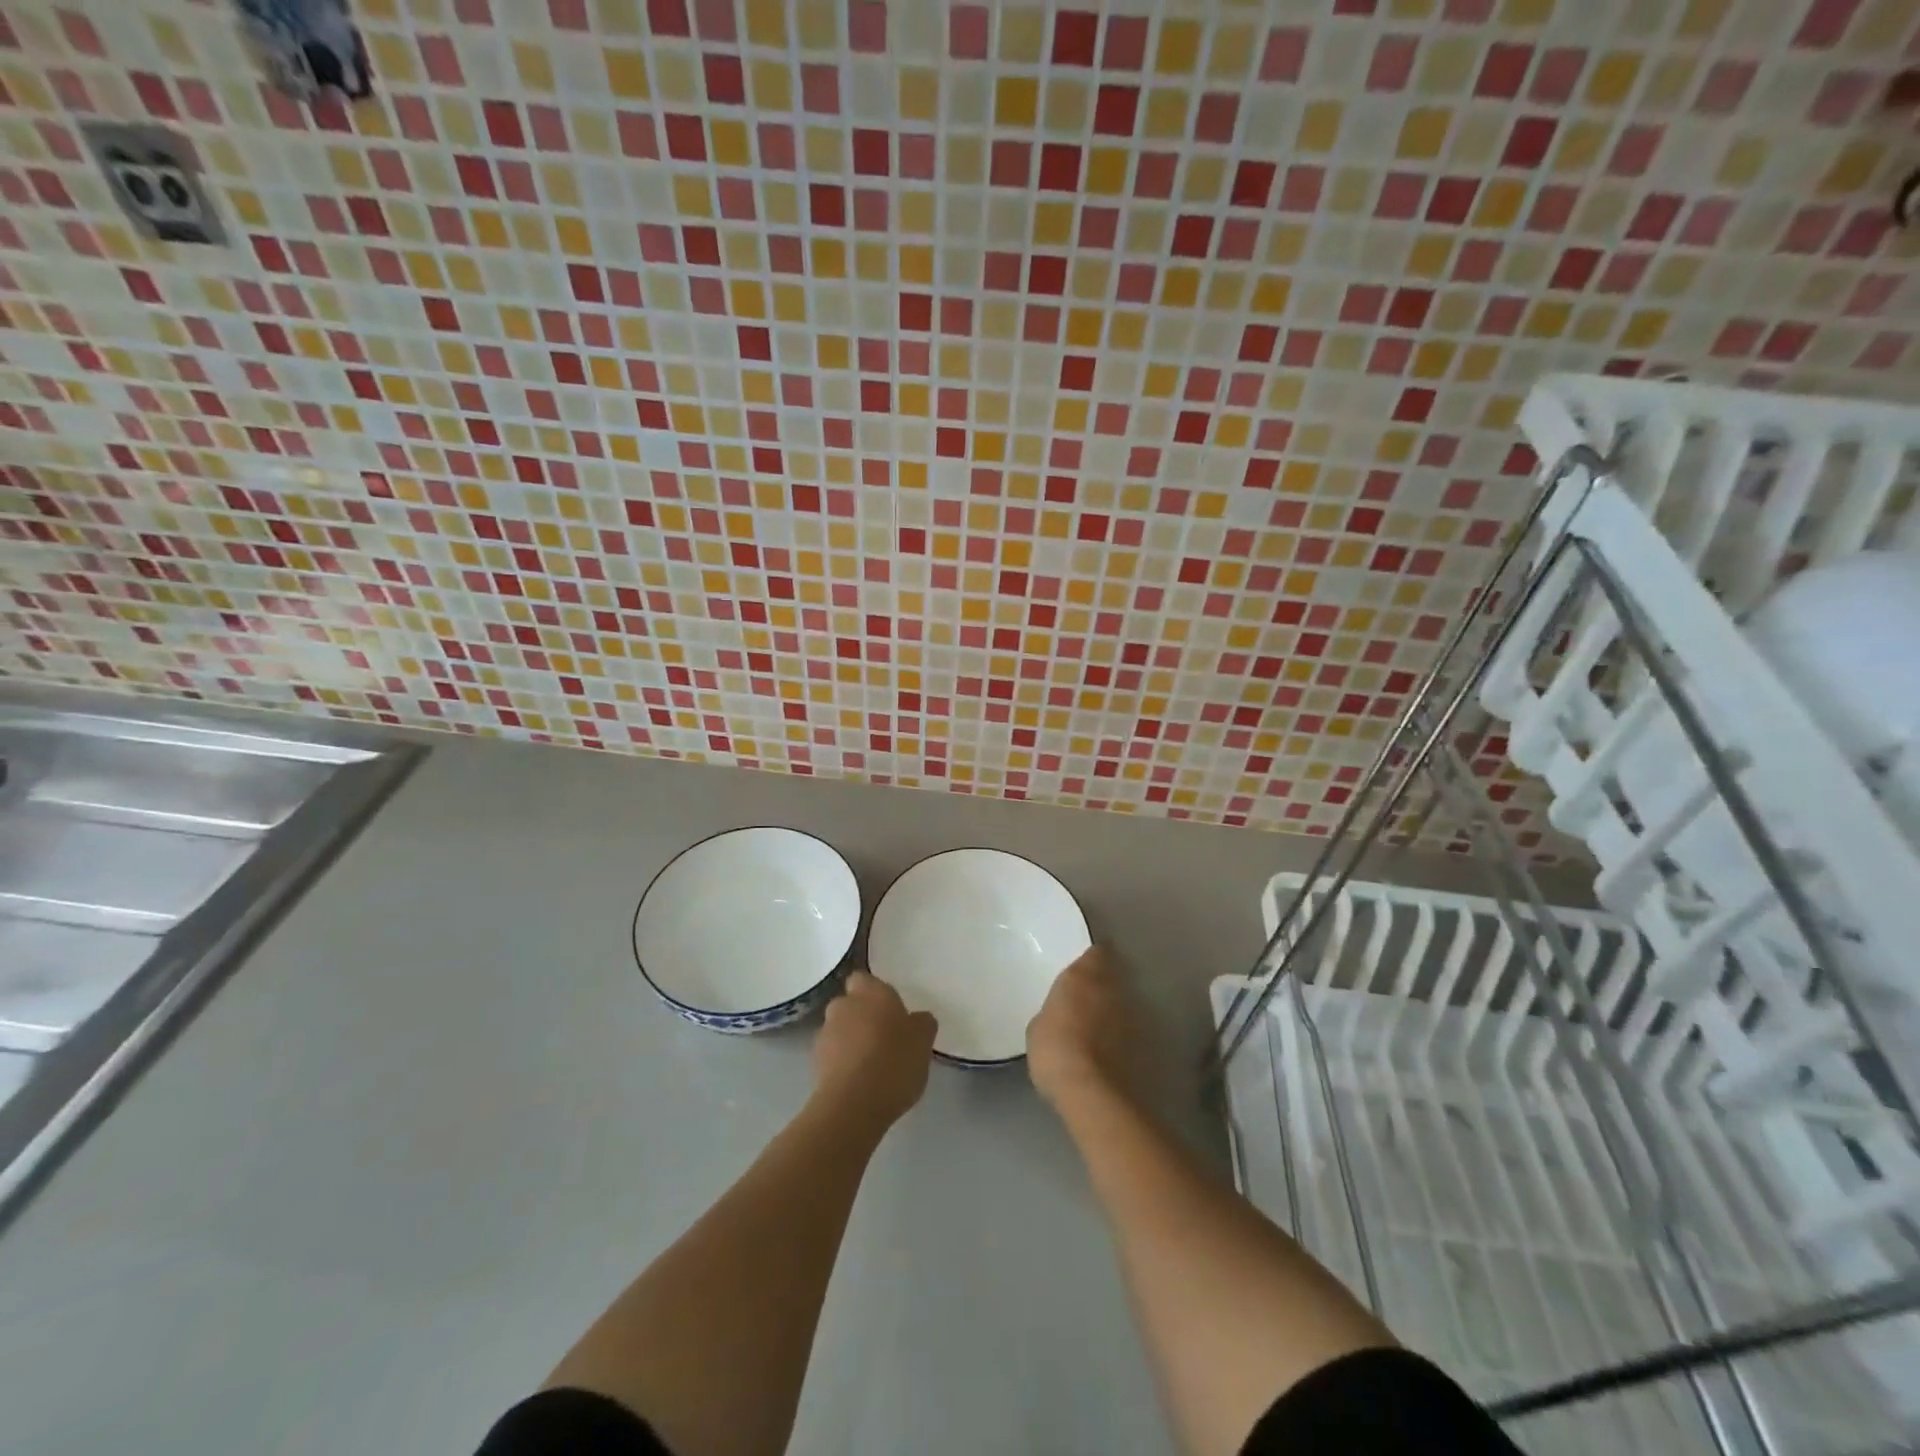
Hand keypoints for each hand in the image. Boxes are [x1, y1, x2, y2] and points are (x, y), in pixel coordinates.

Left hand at [813, 971, 937, 1129]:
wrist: (853, 1104)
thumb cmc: (894, 1062)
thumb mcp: (923, 1042)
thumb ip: (922, 1023)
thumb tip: (917, 1019)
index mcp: (871, 992)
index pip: (863, 978)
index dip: (873, 992)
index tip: (889, 1009)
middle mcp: (844, 1005)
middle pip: (850, 1003)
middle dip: (862, 1015)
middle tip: (883, 1036)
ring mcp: (825, 1033)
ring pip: (839, 1028)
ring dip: (851, 1039)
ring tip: (871, 1063)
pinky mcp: (815, 1062)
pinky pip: (832, 1054)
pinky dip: (842, 1061)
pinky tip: (859, 1080)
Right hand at [1027, 945, 1141, 1110]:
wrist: (1092, 1092)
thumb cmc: (1055, 1050)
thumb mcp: (1038, 1027)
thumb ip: (1054, 1011)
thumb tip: (1061, 1016)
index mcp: (1082, 975)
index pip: (1097, 952)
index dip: (1094, 957)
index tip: (1087, 964)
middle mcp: (1112, 988)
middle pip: (1113, 976)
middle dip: (1103, 983)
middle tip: (1087, 996)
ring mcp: (1132, 1015)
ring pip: (1123, 1003)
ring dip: (1113, 1010)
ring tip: (1096, 1027)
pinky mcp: (1144, 1044)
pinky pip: (1129, 1031)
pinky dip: (1120, 1036)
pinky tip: (1107, 1050)